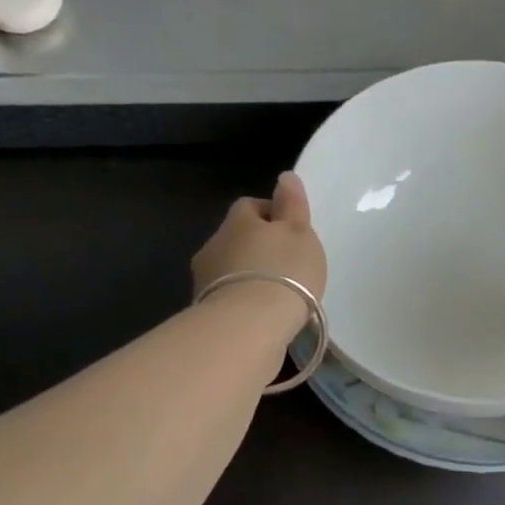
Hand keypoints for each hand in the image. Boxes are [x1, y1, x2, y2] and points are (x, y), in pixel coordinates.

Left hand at [192, 172, 328, 339]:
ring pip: (230, 269)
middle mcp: (214, 244)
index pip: (250, 206)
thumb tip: (285, 177)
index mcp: (237, 220)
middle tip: (288, 265)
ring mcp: (204, 280)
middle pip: (237, 238)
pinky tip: (263, 316)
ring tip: (277, 294)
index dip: (271, 214)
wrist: (248, 327)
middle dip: (258, 248)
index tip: (292, 232)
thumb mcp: (299, 232)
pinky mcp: (205, 312)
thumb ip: (292, 204)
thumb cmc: (283, 271)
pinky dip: (244, 301)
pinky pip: (229, 298)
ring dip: (250, 276)